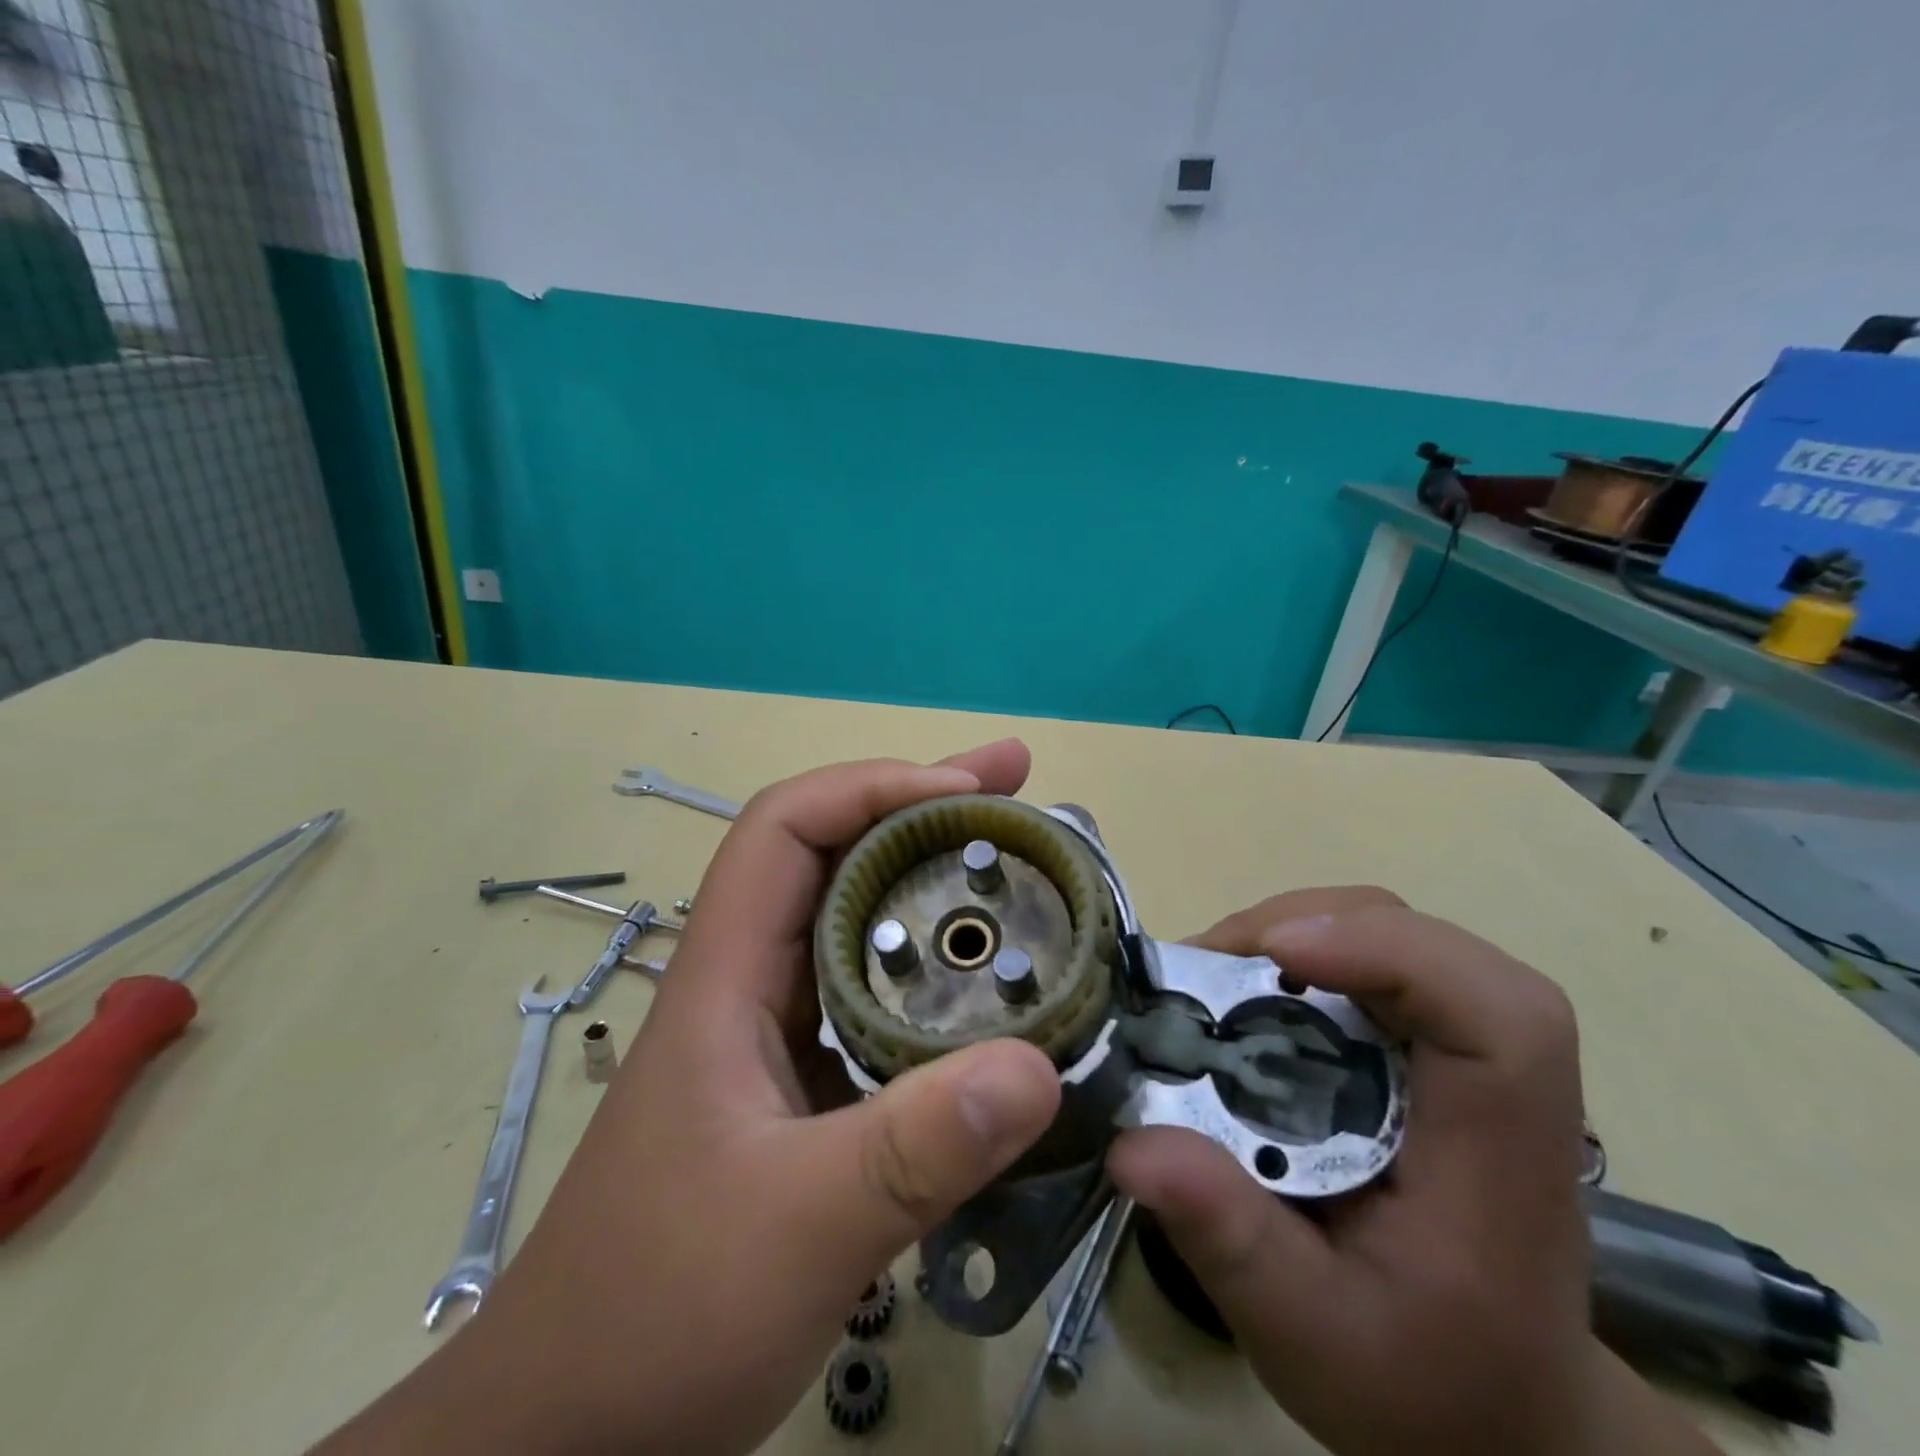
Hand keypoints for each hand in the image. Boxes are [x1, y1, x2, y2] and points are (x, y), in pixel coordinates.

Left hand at [315, 741, 1061, 1455]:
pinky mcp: (804, 1081)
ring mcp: (776, 1030)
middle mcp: (751, 981)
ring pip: (860, 920)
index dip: (875, 788)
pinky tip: (993, 988)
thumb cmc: (654, 1316)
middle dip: (925, 808)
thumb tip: (1039, 1069)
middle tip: (1017, 786)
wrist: (567, 1426)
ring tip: (1021, 866)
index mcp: (726, 976)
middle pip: (834, 853)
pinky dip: (938, 967)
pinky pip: (879, 992)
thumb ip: (915, 1152)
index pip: (786, 827)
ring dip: (935, 881)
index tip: (969, 793)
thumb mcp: (795, 1231)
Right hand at [1113, 900, 1718, 1455]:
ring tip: (1212, 972)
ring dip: (1296, 929)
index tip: (1279, 954)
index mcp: (1498, 1159)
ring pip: (1395, 934)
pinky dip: (1299, 950)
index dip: (1398, 955)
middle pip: (1432, 945)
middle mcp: (1496, 1082)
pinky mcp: (1424, 1045)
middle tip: (1209, 964)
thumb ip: (1229, 1241)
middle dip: (1313, 926)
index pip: (1500, 1017)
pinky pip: (1369, 958)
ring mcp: (1460, 1053)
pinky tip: (1243, 988)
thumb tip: (1131, 1148)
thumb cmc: (1416, 1382)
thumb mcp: (1308, 1335)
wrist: (1490, 1402)